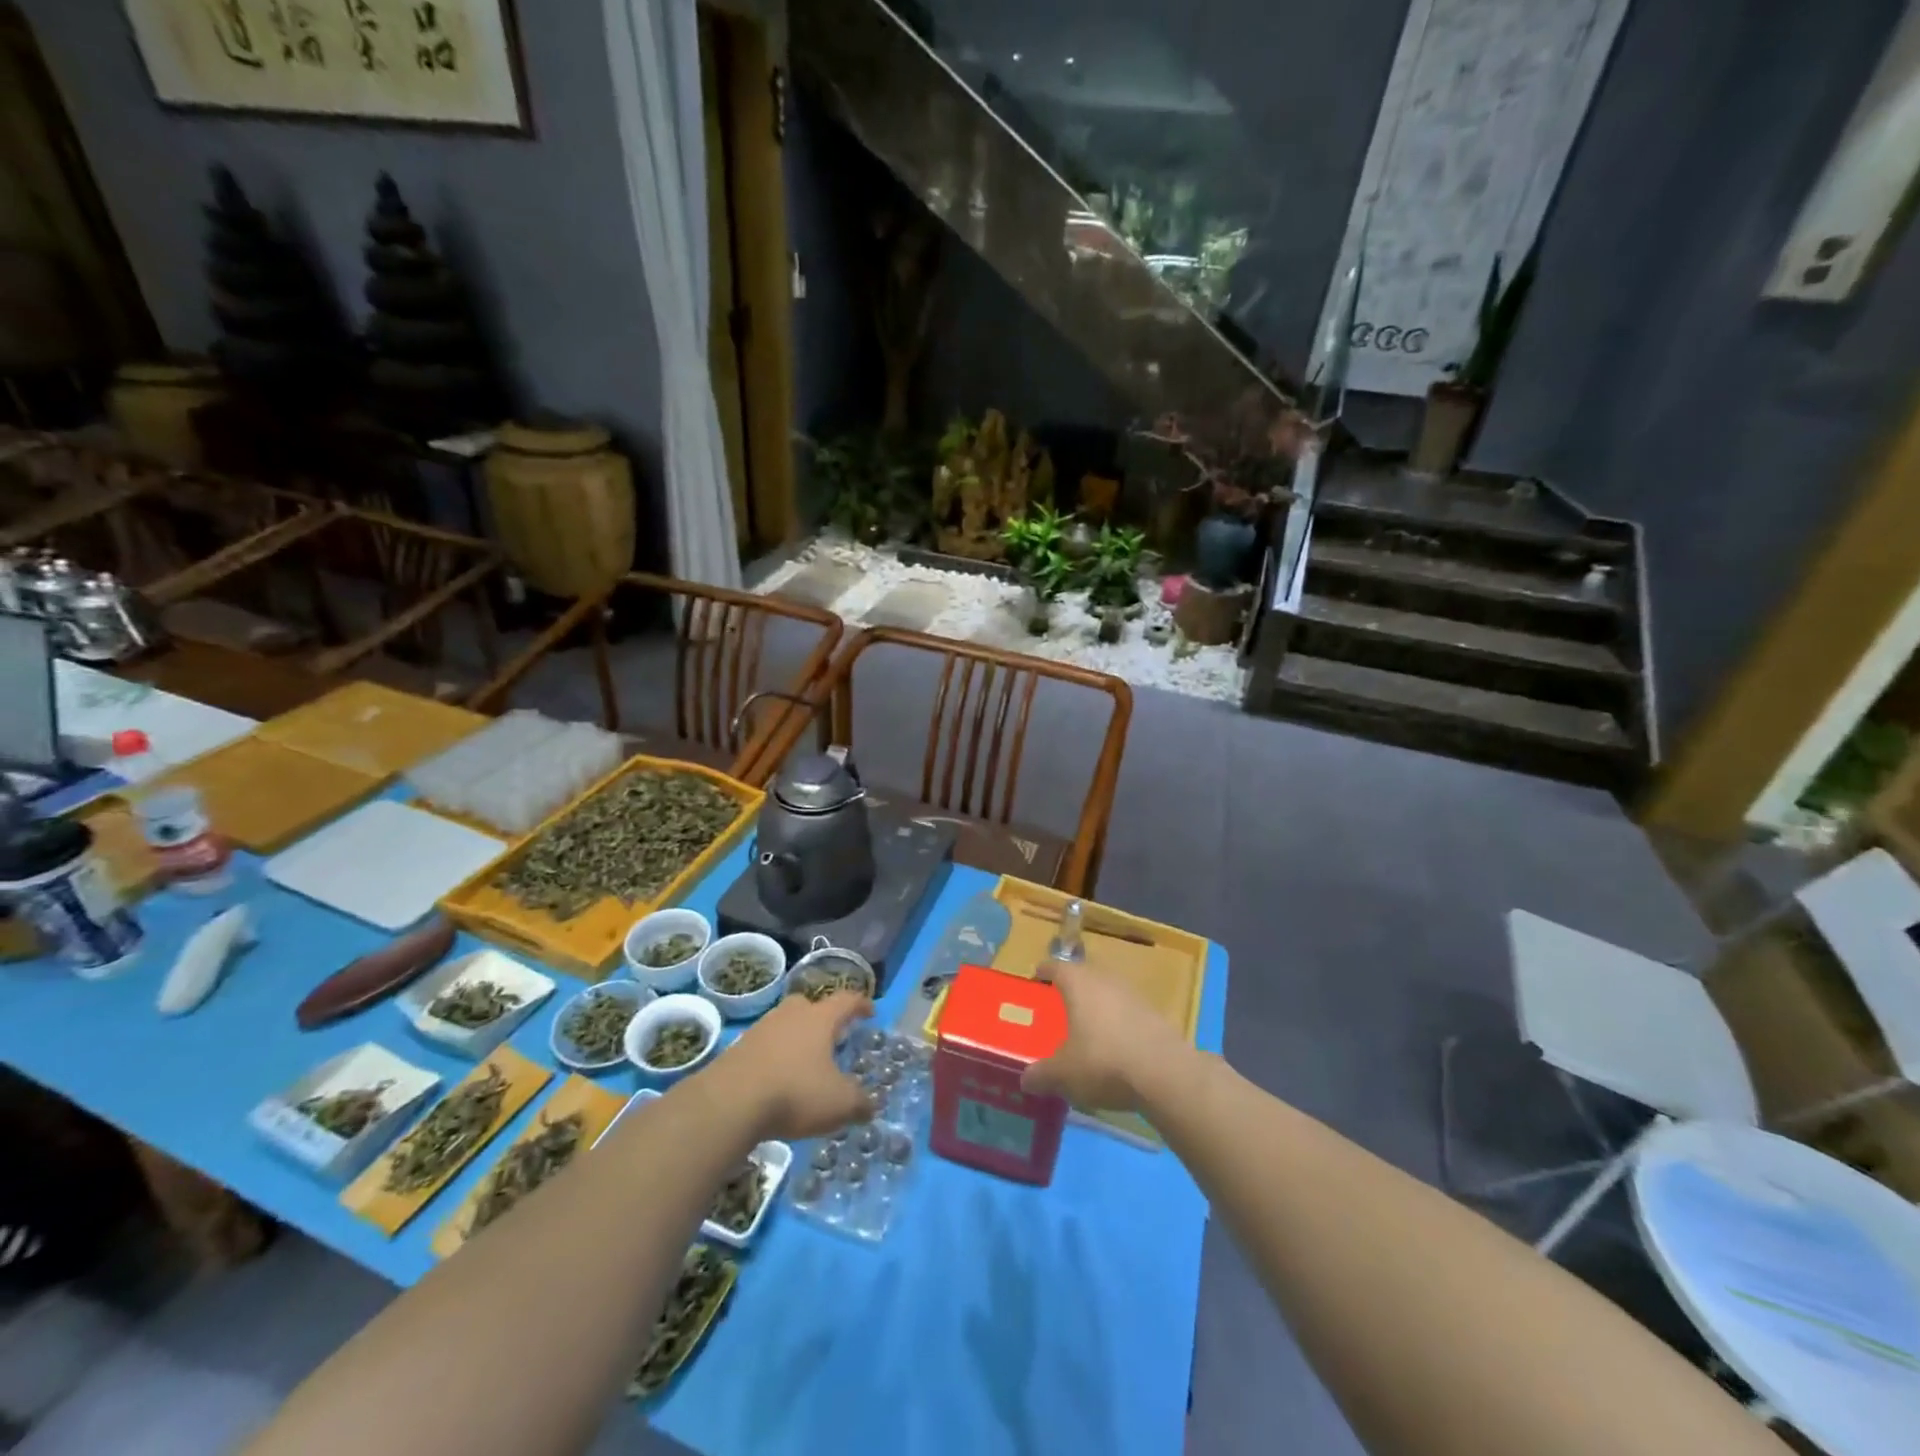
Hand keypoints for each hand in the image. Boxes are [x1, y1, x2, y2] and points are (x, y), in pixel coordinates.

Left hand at [710, 991, 873, 1140]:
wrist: (729, 1103)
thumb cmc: (794, 1093)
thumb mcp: (839, 1104)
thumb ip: (860, 1103)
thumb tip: (871, 1106)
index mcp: (820, 1019)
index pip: (846, 1000)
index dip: (860, 1004)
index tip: (869, 1011)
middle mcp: (791, 1015)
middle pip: (809, 1005)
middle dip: (822, 1017)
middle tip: (831, 1036)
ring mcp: (761, 1029)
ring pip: (784, 1024)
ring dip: (795, 1038)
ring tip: (803, 1061)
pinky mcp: (738, 1049)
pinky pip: (764, 1045)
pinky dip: (774, 1057)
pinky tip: (777, 1080)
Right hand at [1021, 960, 1188, 1113]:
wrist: (1165, 1074)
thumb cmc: (1103, 1062)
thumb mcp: (1063, 1074)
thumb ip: (1041, 1075)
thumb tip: (1025, 1080)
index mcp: (1078, 983)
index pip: (1055, 966)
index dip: (1043, 972)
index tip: (1036, 978)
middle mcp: (1105, 979)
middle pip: (1083, 975)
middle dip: (1071, 988)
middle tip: (1058, 1005)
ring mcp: (1133, 994)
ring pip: (1107, 992)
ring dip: (1096, 1005)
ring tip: (1086, 1026)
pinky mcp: (1154, 1014)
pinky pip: (1127, 1011)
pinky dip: (1117, 1022)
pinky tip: (1114, 1044)